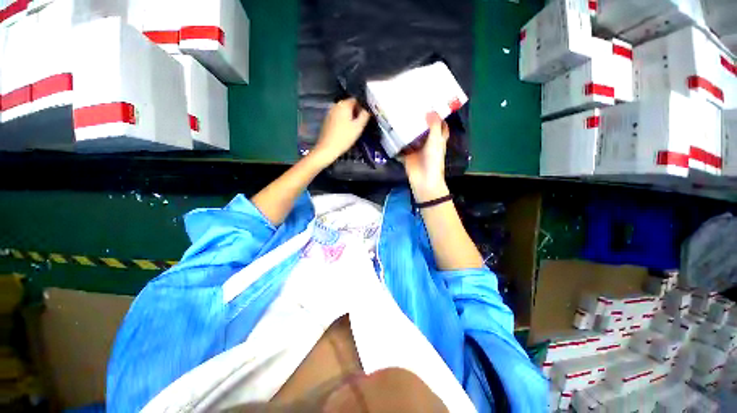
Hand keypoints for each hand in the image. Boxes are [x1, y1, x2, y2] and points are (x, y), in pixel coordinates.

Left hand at [311, 98, 370, 165]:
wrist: (327, 149)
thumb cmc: (344, 138)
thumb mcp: (358, 127)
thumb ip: (365, 115)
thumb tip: (368, 109)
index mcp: (344, 104)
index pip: (357, 100)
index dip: (363, 107)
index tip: (366, 117)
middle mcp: (335, 105)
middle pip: (349, 105)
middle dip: (356, 112)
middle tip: (361, 124)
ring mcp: (330, 112)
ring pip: (343, 111)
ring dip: (349, 117)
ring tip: (354, 128)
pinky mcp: (327, 120)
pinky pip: (338, 117)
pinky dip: (343, 121)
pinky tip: (345, 131)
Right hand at [403, 112, 449, 202]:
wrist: (423, 180)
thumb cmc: (433, 160)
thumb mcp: (435, 141)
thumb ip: (433, 126)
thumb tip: (431, 110)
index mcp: (438, 140)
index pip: (440, 126)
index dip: (438, 116)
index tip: (432, 104)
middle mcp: (427, 143)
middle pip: (424, 130)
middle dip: (420, 120)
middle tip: (412, 106)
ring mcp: (416, 150)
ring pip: (412, 138)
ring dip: (407, 130)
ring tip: (400, 115)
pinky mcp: (407, 156)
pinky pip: (402, 147)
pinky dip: (397, 142)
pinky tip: (391, 133)